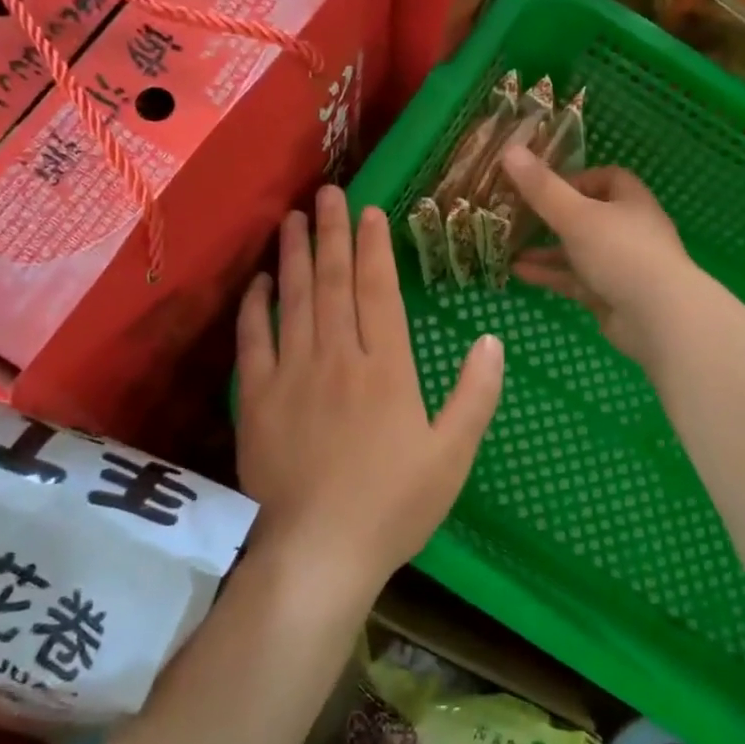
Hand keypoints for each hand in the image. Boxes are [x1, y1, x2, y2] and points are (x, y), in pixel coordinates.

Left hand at [236, 185, 504, 588]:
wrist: (319, 551)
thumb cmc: (394, 505)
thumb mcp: (453, 454)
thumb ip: (475, 394)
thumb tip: (492, 340)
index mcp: (387, 368)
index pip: (378, 290)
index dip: (373, 247)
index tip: (369, 211)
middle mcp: (338, 358)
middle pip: (332, 282)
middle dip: (330, 233)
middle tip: (326, 192)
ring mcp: (292, 375)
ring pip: (292, 301)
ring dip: (292, 256)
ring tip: (292, 219)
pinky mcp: (257, 400)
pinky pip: (252, 342)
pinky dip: (254, 308)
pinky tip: (256, 283)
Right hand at [500, 148, 695, 363]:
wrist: (658, 317)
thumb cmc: (621, 253)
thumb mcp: (576, 215)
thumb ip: (542, 188)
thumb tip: (509, 150)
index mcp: (631, 201)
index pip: (606, 178)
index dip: (575, 178)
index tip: (542, 185)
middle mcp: (628, 230)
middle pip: (588, 215)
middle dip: (553, 216)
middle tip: (517, 215)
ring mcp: (620, 265)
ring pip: (578, 251)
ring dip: (546, 249)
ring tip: (509, 246)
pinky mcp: (610, 295)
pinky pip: (575, 280)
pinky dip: (550, 275)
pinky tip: (519, 272)